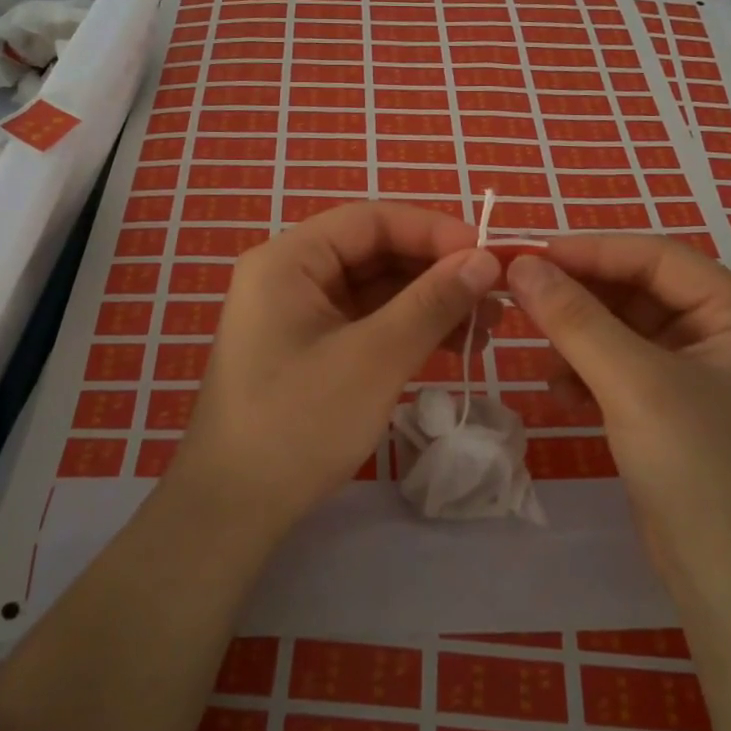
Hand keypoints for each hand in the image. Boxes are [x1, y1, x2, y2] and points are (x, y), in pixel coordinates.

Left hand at [174, 202, 501, 527]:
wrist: (234, 509)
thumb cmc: (299, 423)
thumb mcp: (375, 358)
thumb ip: (432, 302)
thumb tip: (485, 259)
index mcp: (289, 259)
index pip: (371, 220)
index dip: (434, 231)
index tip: (488, 255)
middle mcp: (290, 275)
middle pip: (375, 252)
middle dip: (437, 271)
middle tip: (496, 296)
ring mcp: (298, 314)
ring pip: (377, 289)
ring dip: (430, 303)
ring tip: (487, 327)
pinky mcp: (310, 348)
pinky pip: (367, 321)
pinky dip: (409, 329)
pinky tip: (453, 346)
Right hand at [505, 236, 730, 581]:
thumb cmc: (699, 470)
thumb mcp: (632, 384)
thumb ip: (575, 318)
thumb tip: (521, 265)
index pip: (658, 258)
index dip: (591, 251)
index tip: (529, 255)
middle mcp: (727, 335)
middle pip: (641, 292)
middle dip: (582, 298)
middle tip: (521, 297)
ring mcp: (703, 376)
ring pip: (627, 330)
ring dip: (581, 338)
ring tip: (542, 357)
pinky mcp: (677, 411)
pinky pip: (625, 368)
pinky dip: (590, 373)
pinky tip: (561, 393)